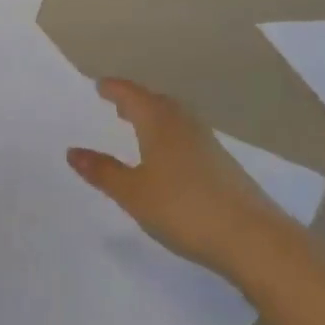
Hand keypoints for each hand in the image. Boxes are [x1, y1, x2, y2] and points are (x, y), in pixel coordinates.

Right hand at [68, 79, 280, 277]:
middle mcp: (182, 122)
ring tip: (140, 126)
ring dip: (154, 117)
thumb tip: (72, 151)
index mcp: (158, 121)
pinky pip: (186, 135)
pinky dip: (170, 135)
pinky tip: (169, 156)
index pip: (131, 94)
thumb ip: (103, 172)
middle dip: (134, 100)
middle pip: (154, 101)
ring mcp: (206, 142)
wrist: (252, 238)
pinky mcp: (222, 163)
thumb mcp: (134, 194)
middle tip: (117, 103)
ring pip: (173, 117)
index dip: (113, 89)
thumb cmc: (183, 209)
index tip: (99, 86)